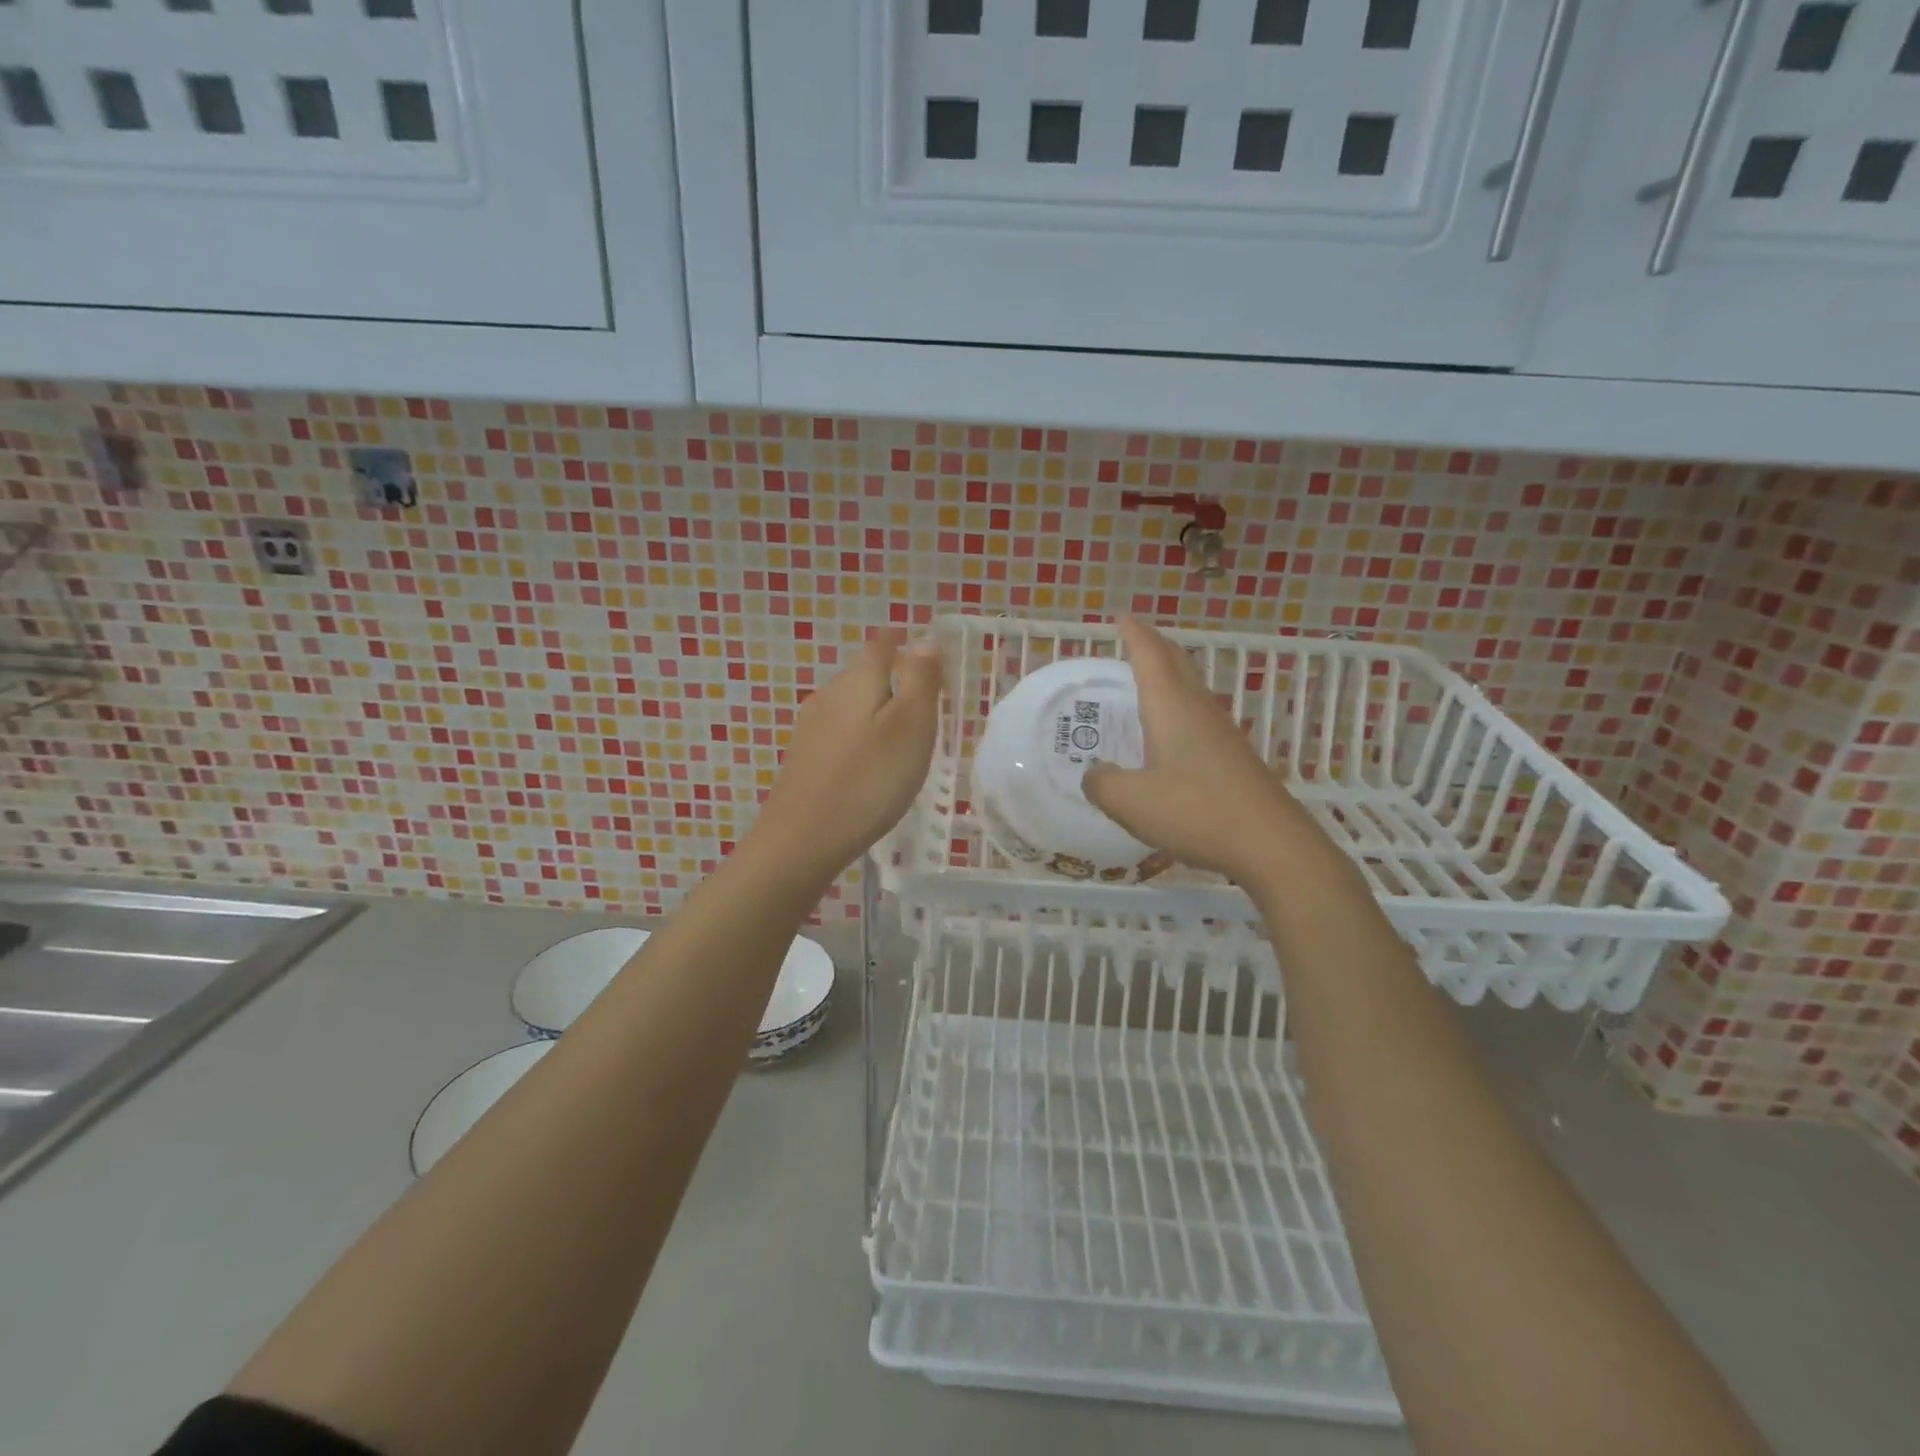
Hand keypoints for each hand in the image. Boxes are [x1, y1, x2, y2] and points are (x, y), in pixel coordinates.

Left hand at [751, 630, 941, 878]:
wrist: (802, 840)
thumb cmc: (869, 780)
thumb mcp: (910, 726)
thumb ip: (920, 680)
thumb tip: (924, 639)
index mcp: (858, 680)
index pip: (882, 645)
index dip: (903, 643)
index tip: (924, 655)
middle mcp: (828, 694)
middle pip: (864, 674)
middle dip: (892, 680)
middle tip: (924, 705)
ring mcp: (810, 727)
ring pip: (851, 706)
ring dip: (876, 713)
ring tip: (901, 739)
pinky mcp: (803, 758)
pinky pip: (839, 734)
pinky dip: (859, 740)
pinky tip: (869, 766)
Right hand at [1084, 616, 1305, 882]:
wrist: (1272, 845)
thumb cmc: (1197, 812)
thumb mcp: (1131, 802)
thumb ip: (1102, 784)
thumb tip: (1095, 774)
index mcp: (1172, 709)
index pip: (1151, 656)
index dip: (1134, 634)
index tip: (1120, 616)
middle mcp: (1199, 711)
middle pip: (1178, 664)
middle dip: (1155, 645)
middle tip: (1134, 637)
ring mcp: (1222, 734)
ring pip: (1192, 689)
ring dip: (1170, 675)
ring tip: (1148, 679)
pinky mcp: (1235, 759)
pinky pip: (1200, 717)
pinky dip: (1180, 707)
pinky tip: (1172, 734)